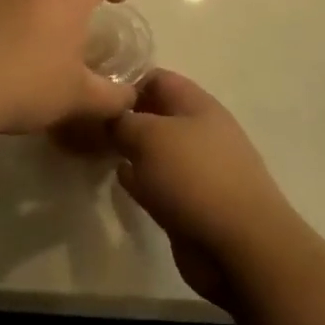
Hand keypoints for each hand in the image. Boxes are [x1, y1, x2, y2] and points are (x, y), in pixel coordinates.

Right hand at [71, 70, 303, 307]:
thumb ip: (122, 121)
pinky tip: (121, 183)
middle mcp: (199, 131)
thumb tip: (108, 118)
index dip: (124, 82)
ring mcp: (197, 169)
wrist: (239, 246)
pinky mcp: (191, 202)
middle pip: (154, 115)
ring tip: (94, 152)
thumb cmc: (194, 177)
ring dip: (129, 151)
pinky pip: (159, 182)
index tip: (92, 96)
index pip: (156, 78)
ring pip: (155, 150)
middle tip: (85, 127)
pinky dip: (140, 180)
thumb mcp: (149, 136)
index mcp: (197, 104)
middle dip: (123, 119)